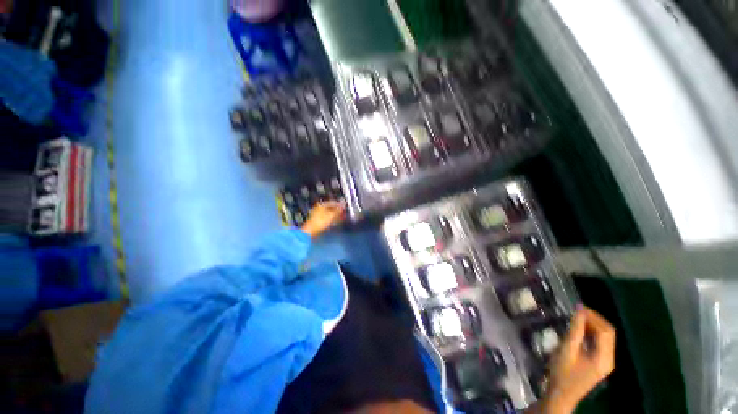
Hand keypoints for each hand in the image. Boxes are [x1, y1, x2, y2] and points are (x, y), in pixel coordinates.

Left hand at [300, 200, 345, 238]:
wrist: (310, 232)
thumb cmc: (321, 222)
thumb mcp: (331, 215)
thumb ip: (338, 209)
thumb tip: (344, 203)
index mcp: (321, 205)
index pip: (333, 202)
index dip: (340, 205)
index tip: (346, 208)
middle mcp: (319, 208)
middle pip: (331, 208)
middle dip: (338, 211)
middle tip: (345, 214)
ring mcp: (317, 215)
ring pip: (329, 214)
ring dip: (336, 216)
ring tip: (342, 218)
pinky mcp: (318, 221)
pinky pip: (327, 219)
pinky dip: (332, 220)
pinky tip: (336, 222)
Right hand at [541, 307, 615, 413]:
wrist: (561, 394)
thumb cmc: (562, 372)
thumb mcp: (566, 350)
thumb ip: (575, 330)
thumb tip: (579, 311)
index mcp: (604, 358)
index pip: (605, 331)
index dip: (593, 317)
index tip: (577, 307)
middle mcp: (609, 359)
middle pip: (608, 333)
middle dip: (594, 319)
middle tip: (577, 311)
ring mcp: (606, 362)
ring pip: (606, 337)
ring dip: (593, 325)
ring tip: (577, 317)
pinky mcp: (600, 363)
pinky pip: (601, 343)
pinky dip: (592, 333)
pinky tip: (580, 330)